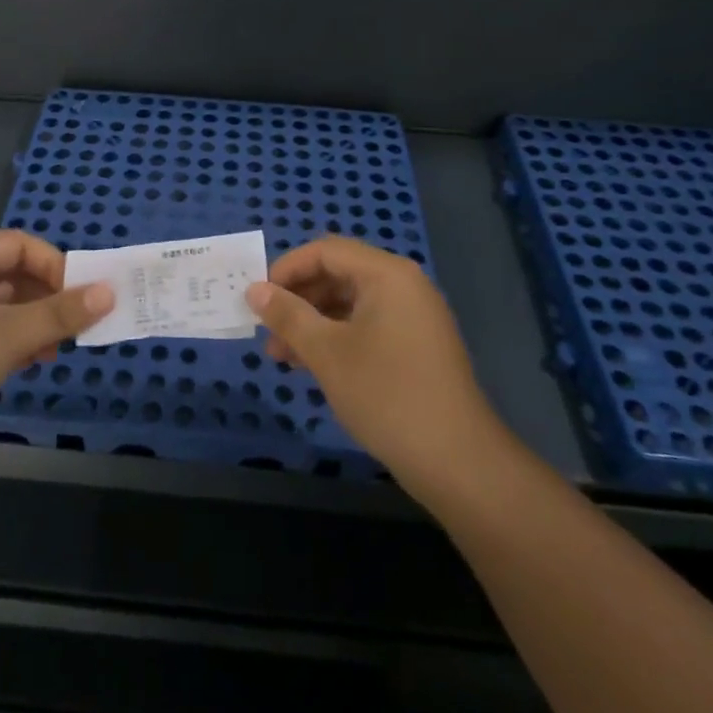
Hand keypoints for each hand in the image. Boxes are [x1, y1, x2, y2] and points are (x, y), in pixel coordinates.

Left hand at [0, 231, 114, 479]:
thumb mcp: (9, 336)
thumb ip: (61, 313)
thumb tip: (110, 291)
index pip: (17, 244)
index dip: (54, 263)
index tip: (84, 293)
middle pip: (12, 273)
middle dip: (49, 295)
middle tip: (81, 321)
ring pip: (4, 306)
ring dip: (36, 320)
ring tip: (61, 345)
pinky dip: (17, 340)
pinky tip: (37, 360)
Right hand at [246, 237, 503, 493]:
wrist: (457, 462)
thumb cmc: (386, 395)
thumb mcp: (326, 352)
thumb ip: (287, 316)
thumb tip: (254, 290)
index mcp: (387, 275)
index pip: (326, 251)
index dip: (287, 269)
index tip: (258, 298)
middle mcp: (404, 286)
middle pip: (339, 274)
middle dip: (298, 299)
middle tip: (267, 330)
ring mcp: (414, 317)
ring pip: (351, 303)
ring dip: (313, 323)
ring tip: (282, 356)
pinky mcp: (417, 346)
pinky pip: (368, 326)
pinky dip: (337, 338)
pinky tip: (313, 365)